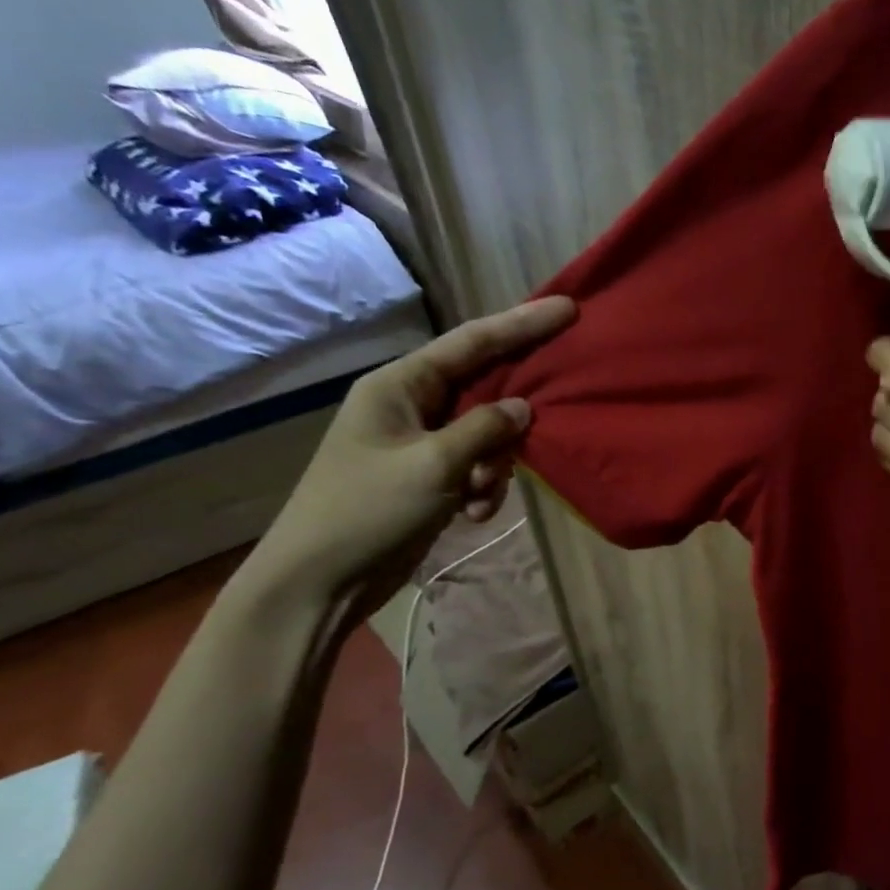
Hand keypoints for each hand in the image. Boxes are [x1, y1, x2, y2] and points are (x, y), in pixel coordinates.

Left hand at [245, 296, 576, 614]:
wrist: (320, 581)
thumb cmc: (368, 511)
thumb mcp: (434, 465)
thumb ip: (485, 430)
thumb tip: (524, 409)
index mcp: (399, 385)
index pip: (473, 342)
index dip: (522, 324)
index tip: (568, 309)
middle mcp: (410, 404)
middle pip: (484, 387)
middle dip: (513, 415)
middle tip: (550, 418)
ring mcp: (419, 441)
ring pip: (486, 433)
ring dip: (495, 465)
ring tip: (480, 496)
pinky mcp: (428, 475)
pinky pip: (476, 465)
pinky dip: (483, 487)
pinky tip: (473, 512)